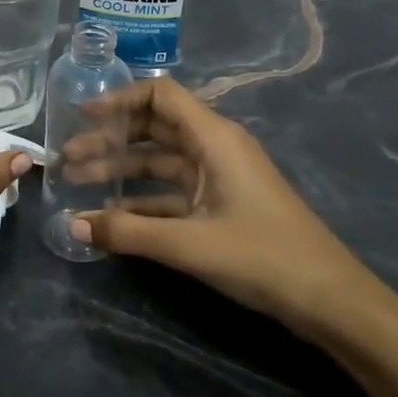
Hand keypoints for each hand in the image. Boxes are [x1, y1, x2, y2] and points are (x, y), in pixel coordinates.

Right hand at [64, 78, 382, 339]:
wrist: (330, 300)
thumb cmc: (262, 256)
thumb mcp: (189, 244)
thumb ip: (127, 231)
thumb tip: (70, 226)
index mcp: (213, 138)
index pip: (160, 96)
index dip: (119, 99)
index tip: (82, 115)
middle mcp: (214, 148)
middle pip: (153, 128)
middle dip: (109, 140)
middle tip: (67, 159)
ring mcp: (219, 178)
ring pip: (159, 162)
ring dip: (120, 170)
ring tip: (76, 184)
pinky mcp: (221, 206)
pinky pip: (171, 192)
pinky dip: (141, 199)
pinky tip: (111, 214)